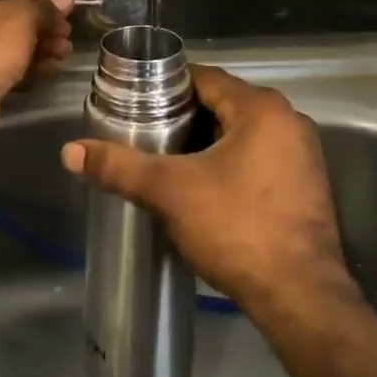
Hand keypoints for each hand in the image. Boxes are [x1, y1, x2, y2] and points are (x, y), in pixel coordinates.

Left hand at [0, 0, 74, 110]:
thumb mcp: (21, 18)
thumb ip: (44, 6)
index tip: (66, 1)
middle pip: (5, 9)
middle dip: (41, 21)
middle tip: (66, 30)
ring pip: (4, 36)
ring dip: (38, 42)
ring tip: (64, 50)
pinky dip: (23, 59)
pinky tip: (51, 66)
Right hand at [60, 64, 347, 311]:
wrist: (300, 298)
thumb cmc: (237, 228)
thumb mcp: (171, 191)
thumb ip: (121, 167)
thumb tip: (70, 152)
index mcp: (262, 108)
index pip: (205, 78)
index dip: (167, 86)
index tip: (135, 101)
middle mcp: (289, 122)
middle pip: (223, 104)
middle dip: (183, 117)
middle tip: (145, 133)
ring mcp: (303, 155)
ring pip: (241, 133)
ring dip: (206, 142)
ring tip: (166, 159)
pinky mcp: (306, 186)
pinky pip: (259, 157)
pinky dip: (230, 162)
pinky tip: (203, 186)